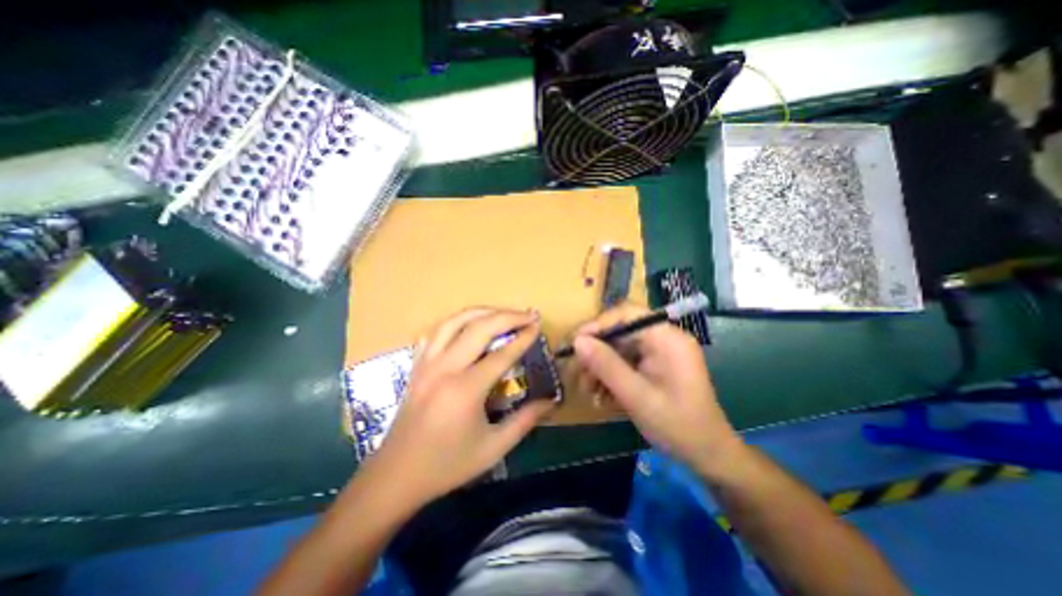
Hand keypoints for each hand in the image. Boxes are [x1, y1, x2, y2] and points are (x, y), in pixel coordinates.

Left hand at [360, 307, 551, 512]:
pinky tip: (468, 325)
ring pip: (454, 322)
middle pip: (479, 328)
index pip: (501, 354)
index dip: (523, 337)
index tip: (538, 325)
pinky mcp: (417, 365)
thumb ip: (525, 421)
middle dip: (507, 316)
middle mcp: (445, 368)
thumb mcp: (493, 448)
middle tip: (527, 315)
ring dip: (481, 312)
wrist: (396, 475)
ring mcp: (427, 363)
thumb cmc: (448, 464)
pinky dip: (456, 322)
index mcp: (465, 389)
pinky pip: (436, 332)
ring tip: (501, 313)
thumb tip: (551, 401)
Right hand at [577, 304, 741, 472]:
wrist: (708, 456)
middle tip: (578, 375)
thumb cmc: (677, 425)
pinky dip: (611, 377)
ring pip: (619, 349)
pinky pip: (625, 363)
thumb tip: (578, 341)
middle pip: (620, 333)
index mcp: (667, 338)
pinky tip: (602, 397)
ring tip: (589, 392)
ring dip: (600, 369)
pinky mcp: (654, 367)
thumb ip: (606, 366)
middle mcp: (663, 339)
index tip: (576, 343)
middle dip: (596, 354)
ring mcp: (659, 353)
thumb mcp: (636, 396)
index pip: (627, 314)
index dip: (599, 324)